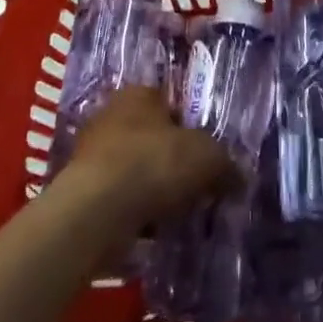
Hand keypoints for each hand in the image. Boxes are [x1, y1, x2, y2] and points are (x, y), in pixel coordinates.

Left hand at [66, 87, 238, 231]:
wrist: (97, 212)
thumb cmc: (155, 164)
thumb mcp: (208, 158)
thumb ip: (227, 164)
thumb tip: (240, 177)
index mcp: (140, 93)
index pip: (172, 101)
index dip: (193, 125)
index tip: (208, 152)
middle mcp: (112, 115)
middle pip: (153, 135)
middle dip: (173, 159)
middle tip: (197, 183)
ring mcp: (93, 153)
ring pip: (136, 167)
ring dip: (154, 186)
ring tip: (179, 211)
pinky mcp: (82, 190)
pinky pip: (120, 197)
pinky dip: (135, 209)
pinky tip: (154, 228)